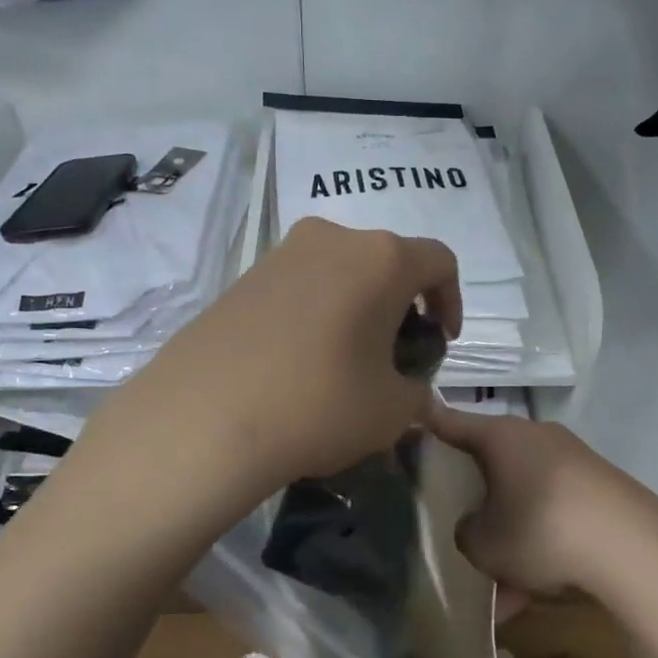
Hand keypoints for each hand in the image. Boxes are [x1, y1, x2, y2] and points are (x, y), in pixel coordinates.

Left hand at [93, 219, 460, 499]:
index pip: (438, 262)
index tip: (441, 341)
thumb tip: (408, 388)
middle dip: (401, 304)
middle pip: (386, 261)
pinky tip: (301, 359)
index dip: (451, 300)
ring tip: (347, 358)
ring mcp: (281, 254)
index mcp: (382, 259)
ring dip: (357, 306)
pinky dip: (316, 311)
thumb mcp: (392, 411)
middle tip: (395, 353)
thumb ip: (416, 393)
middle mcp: (333, 239)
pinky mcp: (243, 276)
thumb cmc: (319, 405)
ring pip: (340, 270)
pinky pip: (299, 285)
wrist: (206, 418)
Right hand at [425, 404, 657, 609]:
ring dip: (514, 537)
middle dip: (479, 497)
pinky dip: (545, 548)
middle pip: (494, 462)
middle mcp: (538, 438)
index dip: (427, 423)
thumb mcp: (484, 543)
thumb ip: (467, 532)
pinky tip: (539, 594)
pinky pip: (558, 516)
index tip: (410, 418)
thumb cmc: (541, 531)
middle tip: (465, 528)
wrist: (635, 552)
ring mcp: (576, 462)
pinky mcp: (604, 491)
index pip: (451, 422)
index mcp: (502, 437)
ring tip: (505, 591)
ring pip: (527, 498)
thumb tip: (478, 527)